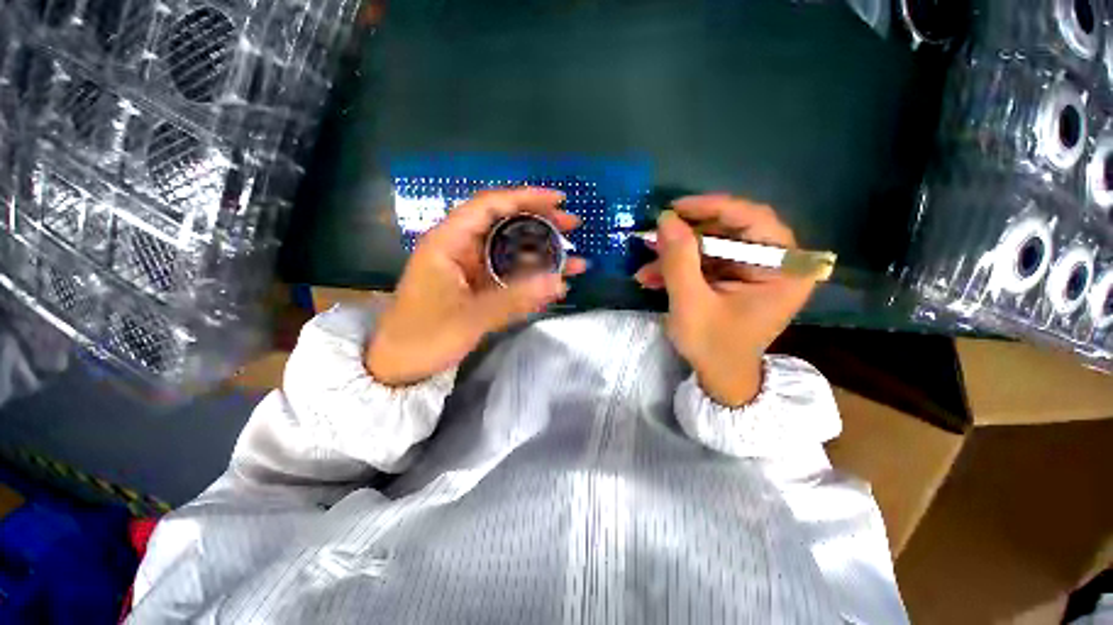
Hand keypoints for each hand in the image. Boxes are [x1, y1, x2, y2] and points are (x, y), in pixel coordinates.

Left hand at [366, 188, 586, 385]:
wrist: (400, 365)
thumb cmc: (424, 337)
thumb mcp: (470, 318)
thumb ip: (515, 299)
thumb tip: (559, 282)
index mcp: (449, 242)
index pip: (489, 205)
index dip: (525, 198)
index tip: (559, 200)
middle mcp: (461, 248)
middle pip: (505, 224)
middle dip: (541, 223)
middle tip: (573, 226)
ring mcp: (471, 267)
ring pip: (511, 250)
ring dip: (542, 254)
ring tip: (574, 260)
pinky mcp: (478, 285)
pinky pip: (510, 274)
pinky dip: (532, 277)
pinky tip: (554, 283)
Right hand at [634, 195, 815, 406]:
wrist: (719, 378)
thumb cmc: (713, 346)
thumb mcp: (691, 303)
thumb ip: (679, 260)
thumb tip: (665, 218)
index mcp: (784, 270)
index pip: (755, 219)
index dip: (714, 208)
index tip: (676, 208)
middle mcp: (776, 264)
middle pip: (730, 232)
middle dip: (687, 236)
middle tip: (655, 235)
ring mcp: (753, 271)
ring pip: (712, 247)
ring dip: (676, 255)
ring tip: (645, 265)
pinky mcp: (734, 279)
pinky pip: (706, 263)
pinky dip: (679, 268)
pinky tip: (651, 277)